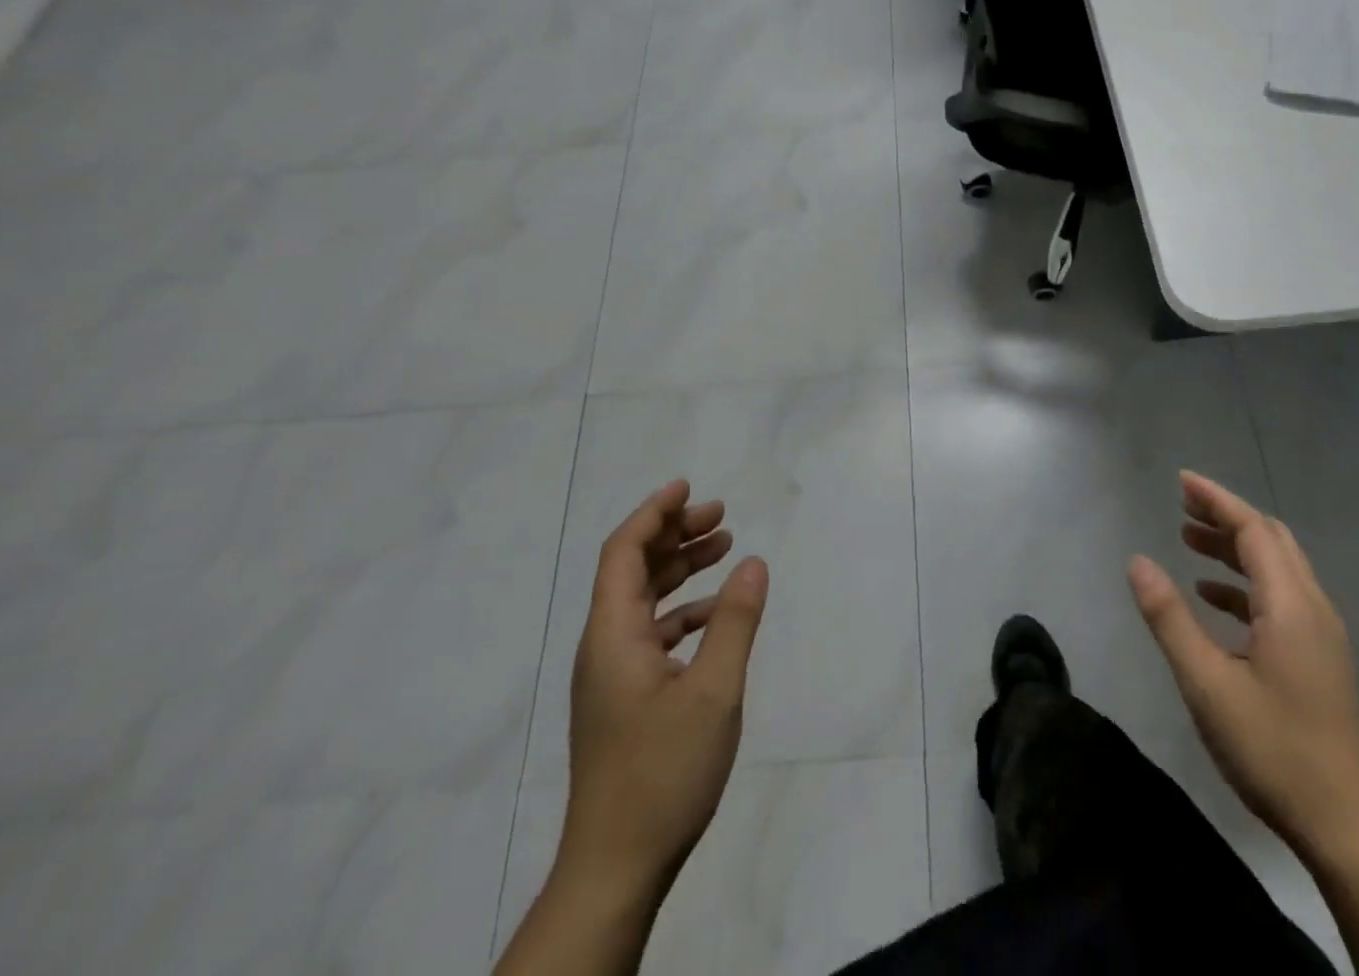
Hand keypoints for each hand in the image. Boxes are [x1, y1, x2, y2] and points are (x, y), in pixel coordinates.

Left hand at [556, 479, 769, 904]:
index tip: (689, 487)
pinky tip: (715, 615)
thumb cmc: (662, 772)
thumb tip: (754, 563)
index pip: (623, 552)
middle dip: (675, 535)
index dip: (654, 512)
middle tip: (721, 515)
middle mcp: (604, 647)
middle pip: (633, 570)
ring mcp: (611, 677)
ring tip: (724, 549)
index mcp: (612, 636)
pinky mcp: (623, 701)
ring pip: (643, 602)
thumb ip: (735, 621)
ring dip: (680, 570)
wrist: (615, 870)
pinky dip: (682, 612)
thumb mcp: (713, 691)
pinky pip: (651, 634)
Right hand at [1127, 471, 1358, 864]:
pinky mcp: (1319, 659)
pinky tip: (1213, 598)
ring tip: (1189, 541)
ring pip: (1277, 569)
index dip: (1217, 500)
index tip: (1181, 480)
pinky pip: (1280, 598)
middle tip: (1181, 506)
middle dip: (1226, 517)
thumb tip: (1138, 561)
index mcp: (1290, 605)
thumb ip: (1169, 618)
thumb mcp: (1207, 684)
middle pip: (1270, 540)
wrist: (1351, 828)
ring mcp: (1321, 635)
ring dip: (1235, 549)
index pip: (1253, 529)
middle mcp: (1312, 608)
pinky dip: (1245, 584)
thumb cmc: (1275, 750)